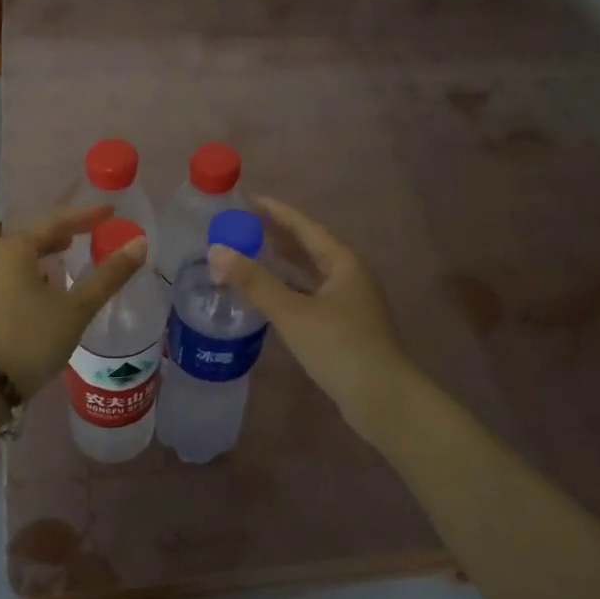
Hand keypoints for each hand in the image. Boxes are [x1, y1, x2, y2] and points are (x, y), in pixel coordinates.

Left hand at [0, 206, 147, 396]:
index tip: (112, 211)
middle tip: (97, 230)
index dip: (87, 215)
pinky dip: (41, 269)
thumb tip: (140, 243)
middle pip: (39, 234)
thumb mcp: (76, 308)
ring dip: (53, 251)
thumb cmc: (32, 339)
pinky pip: (20, 272)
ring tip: (77, 251)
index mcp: (16, 247)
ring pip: (28, 255)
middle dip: (69, 231)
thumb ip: (109, 275)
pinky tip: (54, 283)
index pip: (58, 220)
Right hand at [209, 197, 413, 439]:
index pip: (306, 227)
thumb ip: (255, 282)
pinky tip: (271, 296)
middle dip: (279, 236)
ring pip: (311, 274)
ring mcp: (350, 303)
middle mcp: (350, 277)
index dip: (278, 212)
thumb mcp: (293, 312)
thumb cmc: (339, 347)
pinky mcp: (345, 327)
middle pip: (311, 248)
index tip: (251, 200)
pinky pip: (311, 295)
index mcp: (344, 263)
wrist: (382, 398)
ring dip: (284, 263)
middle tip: (245, 225)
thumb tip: (217, 251)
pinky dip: (290, 289)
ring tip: (253, 253)